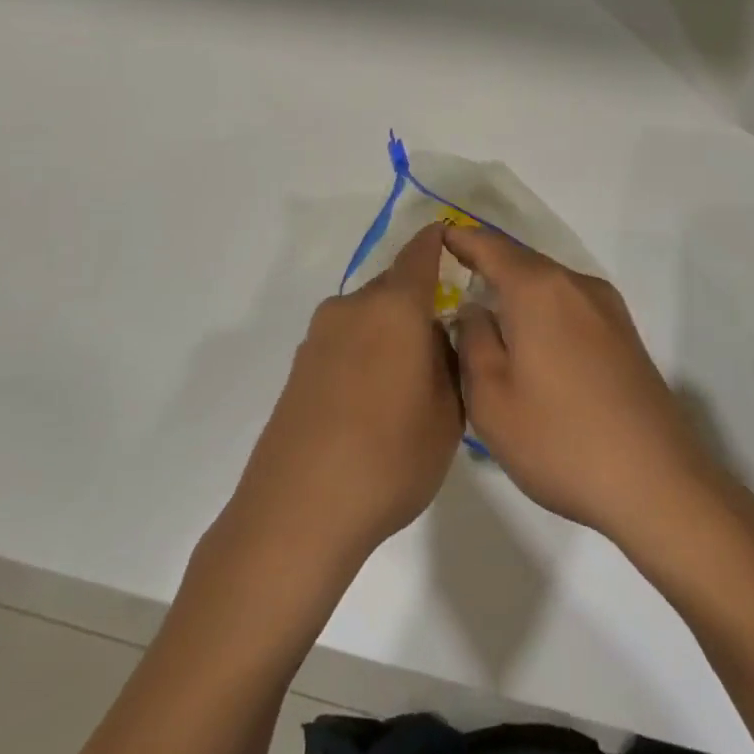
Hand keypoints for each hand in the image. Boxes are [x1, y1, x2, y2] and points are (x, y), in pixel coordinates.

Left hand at [233, 224, 463, 559]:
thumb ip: (450, 361)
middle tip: (442, 346)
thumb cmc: (389, 458)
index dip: (439, 242)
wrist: (298, 511)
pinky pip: (344, 342)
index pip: (420, 253)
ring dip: (390, 333)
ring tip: (407, 384)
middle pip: (393, 287)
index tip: (454, 244)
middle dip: (419, 304)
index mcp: (394, 307)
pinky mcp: (299, 366)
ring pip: (368, 316)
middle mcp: (352, 308)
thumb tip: (437, 334)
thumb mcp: (447, 413)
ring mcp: (319, 336)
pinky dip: (364, 354)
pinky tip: (371, 402)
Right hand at [443, 225, 722, 548]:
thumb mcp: (492, 398)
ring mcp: (608, 309)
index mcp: (539, 290)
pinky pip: (571, 306)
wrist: (657, 484)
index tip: (436, 239)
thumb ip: (473, 340)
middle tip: (452, 280)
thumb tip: (475, 310)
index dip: (461, 239)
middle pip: (523, 262)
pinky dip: (543, 311)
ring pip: (549, 285)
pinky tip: (531, 343)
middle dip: (487, 265)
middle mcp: (577, 285)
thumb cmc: (560, 440)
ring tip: (486, 313)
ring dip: (517, 291)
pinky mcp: (625, 336)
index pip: (490, 246)